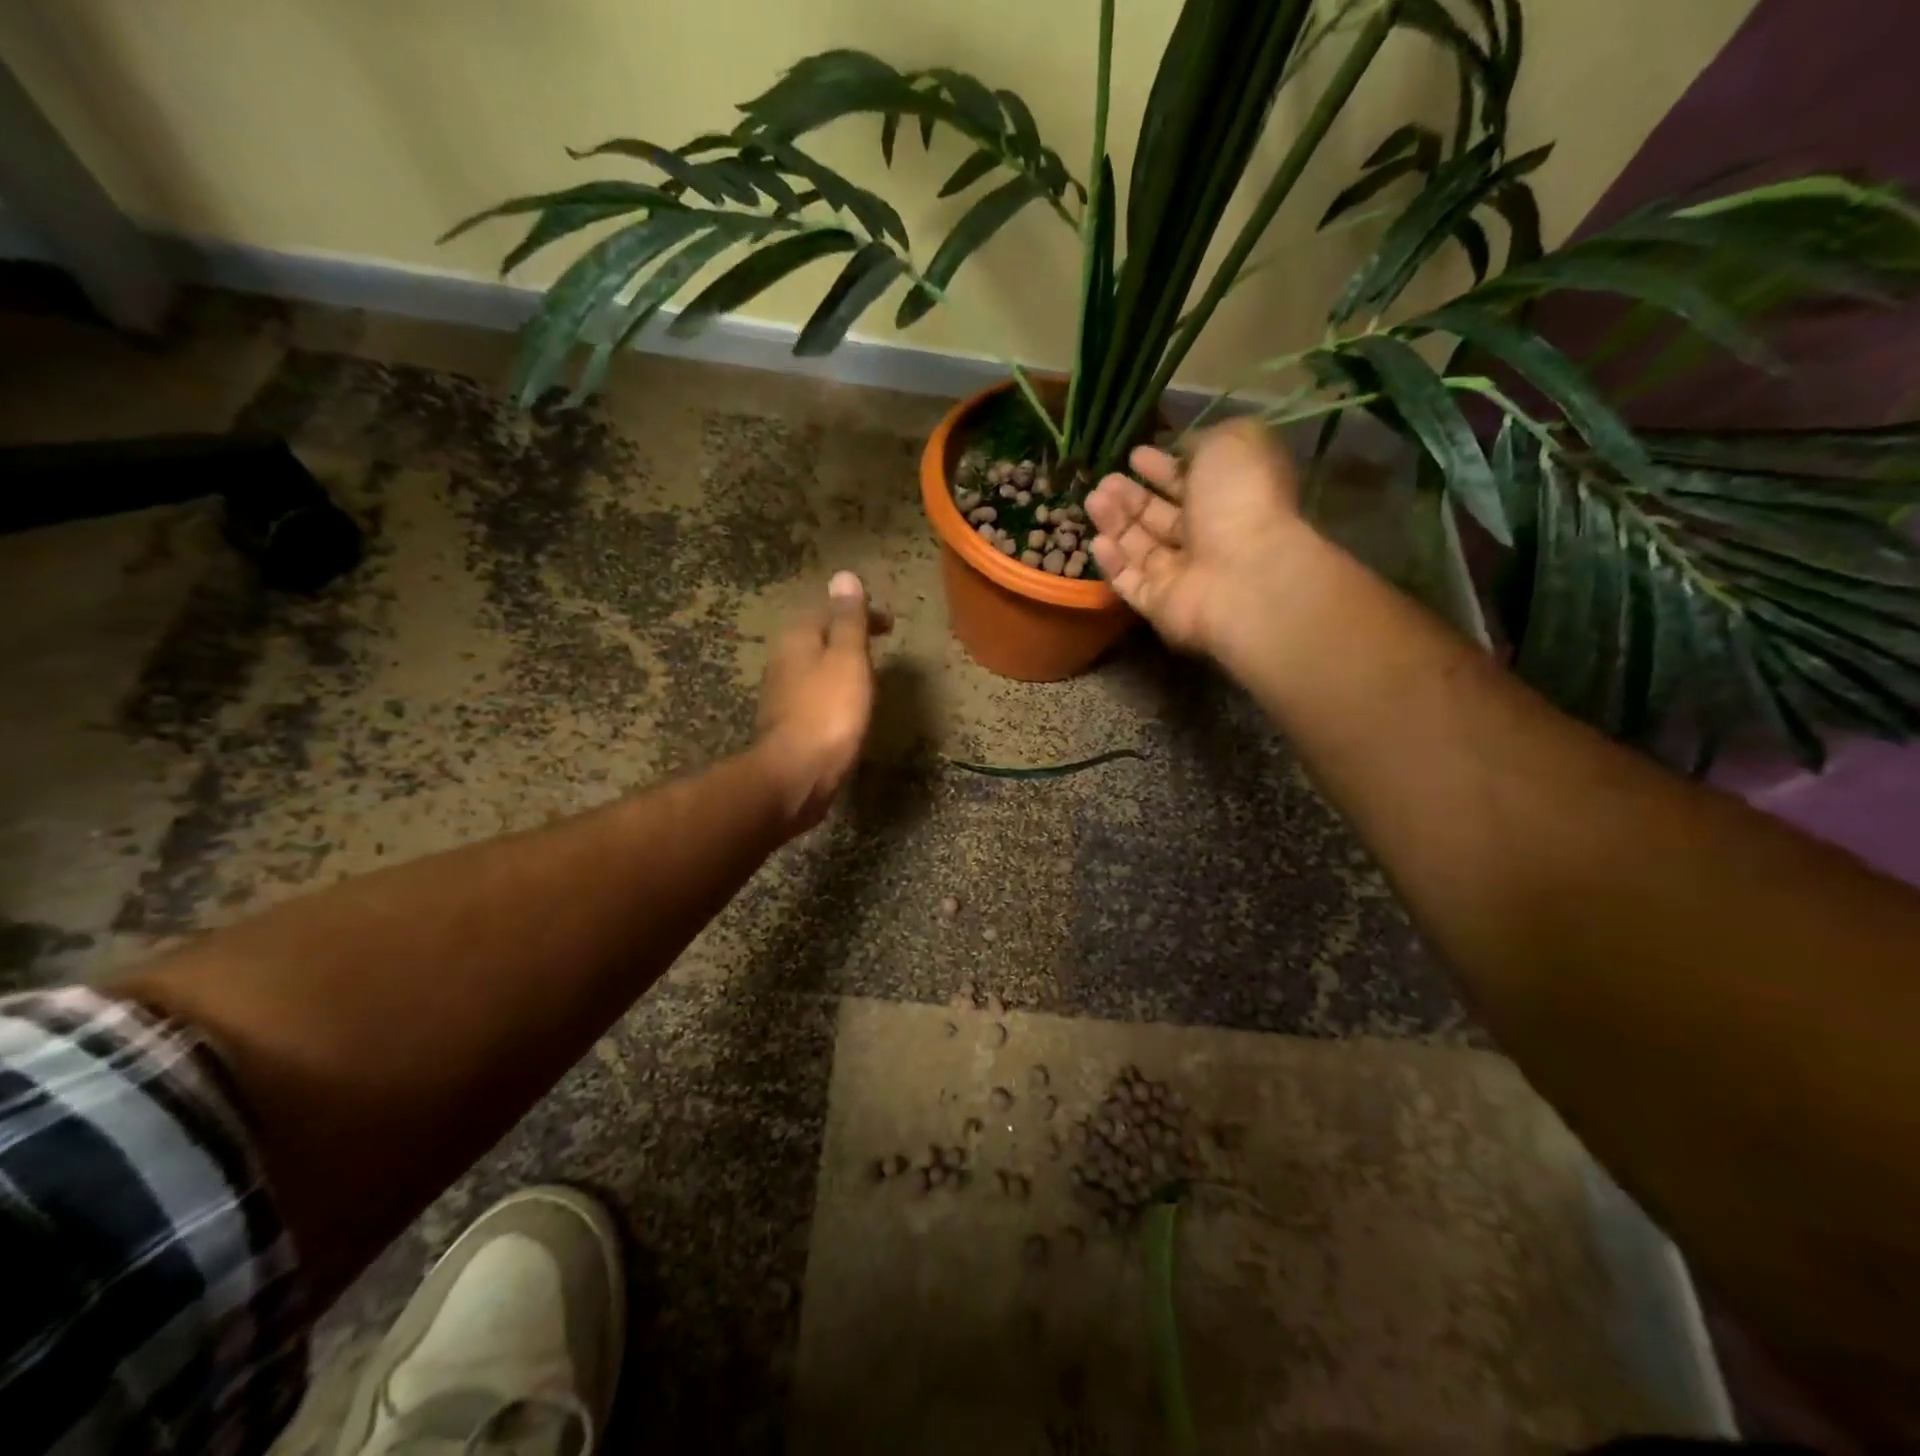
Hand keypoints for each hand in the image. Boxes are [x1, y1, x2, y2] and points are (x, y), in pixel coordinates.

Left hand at [755, 570, 891, 831]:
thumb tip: (844, 575)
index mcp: (797, 639)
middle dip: (846, 638)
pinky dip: (833, 692)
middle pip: (817, 638)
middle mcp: (782, 661)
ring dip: (838, 665)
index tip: (889, 625)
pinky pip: (814, 696)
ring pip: (813, 668)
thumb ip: (848, 620)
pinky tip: (846, 708)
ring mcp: (782, 695)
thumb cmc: (828, 712)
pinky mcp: (788, 725)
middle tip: (878, 645)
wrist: (796, 774)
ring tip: (866, 674)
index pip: (828, 612)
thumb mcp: (847, 659)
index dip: (859, 614)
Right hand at [1087, 418, 1310, 662]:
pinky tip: (1098, 541)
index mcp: (1229, 500)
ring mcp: (1182, 576)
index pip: (1190, 484)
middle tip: (1104, 481)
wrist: (1242, 574)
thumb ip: (1204, 441)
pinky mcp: (1159, 604)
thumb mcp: (1233, 443)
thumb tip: (1182, 451)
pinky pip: (1130, 582)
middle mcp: (1207, 539)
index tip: (1134, 455)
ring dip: (1115, 522)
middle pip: (1160, 517)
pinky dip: (1112, 563)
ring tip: (1093, 500)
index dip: (1162, 468)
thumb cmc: (1240, 501)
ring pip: (1140, 547)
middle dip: (1130, 497)